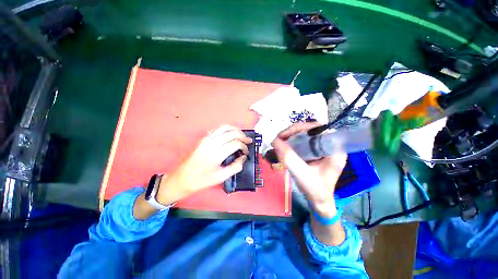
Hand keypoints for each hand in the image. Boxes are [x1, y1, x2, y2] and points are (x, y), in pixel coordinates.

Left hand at [156, 125, 252, 204]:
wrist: (182, 178)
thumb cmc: (202, 180)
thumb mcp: (221, 177)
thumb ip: (235, 166)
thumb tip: (243, 157)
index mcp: (217, 152)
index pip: (236, 143)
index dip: (244, 146)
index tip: (246, 152)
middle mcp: (212, 142)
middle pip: (232, 133)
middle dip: (243, 136)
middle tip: (248, 141)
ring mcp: (207, 138)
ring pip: (225, 127)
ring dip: (236, 130)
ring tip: (241, 136)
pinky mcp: (204, 138)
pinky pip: (218, 129)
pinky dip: (227, 130)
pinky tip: (230, 135)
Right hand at [272, 122, 346, 217]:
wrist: (319, 200)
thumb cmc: (316, 190)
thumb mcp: (302, 176)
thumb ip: (289, 159)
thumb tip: (275, 141)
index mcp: (334, 149)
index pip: (320, 129)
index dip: (302, 128)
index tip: (286, 135)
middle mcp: (329, 144)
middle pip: (310, 129)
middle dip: (293, 131)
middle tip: (279, 138)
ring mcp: (321, 146)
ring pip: (304, 133)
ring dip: (290, 135)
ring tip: (279, 141)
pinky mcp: (313, 149)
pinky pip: (301, 139)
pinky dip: (291, 140)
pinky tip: (283, 145)